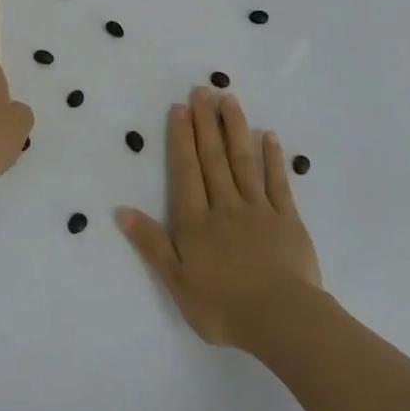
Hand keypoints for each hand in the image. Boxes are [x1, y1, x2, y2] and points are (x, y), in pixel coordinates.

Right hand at [117, 88, 321, 350]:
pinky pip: (278, 183)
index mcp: (196, 222)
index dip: (181, 139)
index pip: (186, 171)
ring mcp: (258, 210)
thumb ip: (152, 244)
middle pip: (213, 158)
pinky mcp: (287, 220)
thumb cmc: (223, 306)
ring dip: (235, 129)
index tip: (180, 108)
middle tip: (202, 90)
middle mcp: (225, 206)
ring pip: (243, 162)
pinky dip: (273, 158)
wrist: (281, 320)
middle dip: (205, 123)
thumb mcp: (177, 282)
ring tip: (229, 99)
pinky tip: (269, 136)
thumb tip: (122, 211)